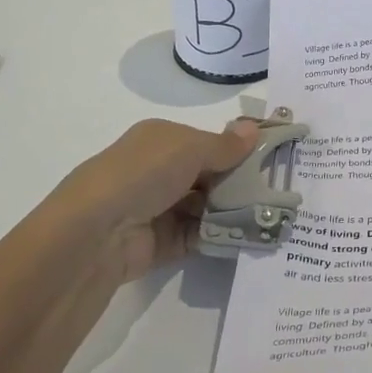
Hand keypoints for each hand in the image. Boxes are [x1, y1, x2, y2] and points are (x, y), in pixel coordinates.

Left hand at [49, 117, 259, 289]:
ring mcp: (157, 209)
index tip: (272, 158)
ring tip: (269, 215)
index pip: (205, 142)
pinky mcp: (159, 244)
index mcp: (159, 141)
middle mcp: (156, 172)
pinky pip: (197, 236)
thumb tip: (254, 128)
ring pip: (205, 207)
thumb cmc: (142, 175)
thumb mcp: (188, 148)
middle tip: (275, 191)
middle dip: (238, 182)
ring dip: (232, 210)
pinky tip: (248, 235)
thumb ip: (225, 144)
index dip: (236, 149)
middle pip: (207, 175)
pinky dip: (220, 235)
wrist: (95, 234)